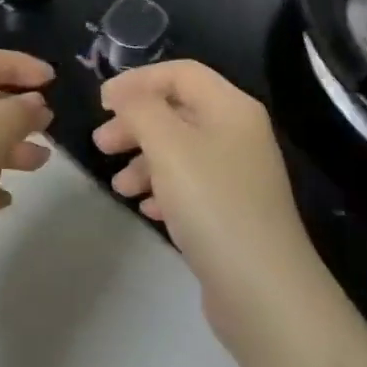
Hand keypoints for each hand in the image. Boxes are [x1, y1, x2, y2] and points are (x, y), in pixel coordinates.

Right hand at [93, 60, 322, 345]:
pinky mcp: (233, 212)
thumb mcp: (168, 146)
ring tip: (118, 187)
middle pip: (178, 111)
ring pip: (181, 151)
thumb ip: (141, 109)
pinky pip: (191, 186)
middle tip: (101, 144)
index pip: (180, 73)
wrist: (264, 292)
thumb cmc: (213, 204)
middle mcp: (238, 133)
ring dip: (145, 161)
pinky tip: (146, 209)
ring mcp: (238, 175)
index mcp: (231, 107)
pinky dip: (164, 189)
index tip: (102, 102)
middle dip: (136, 123)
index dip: (138, 81)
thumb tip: (124, 93)